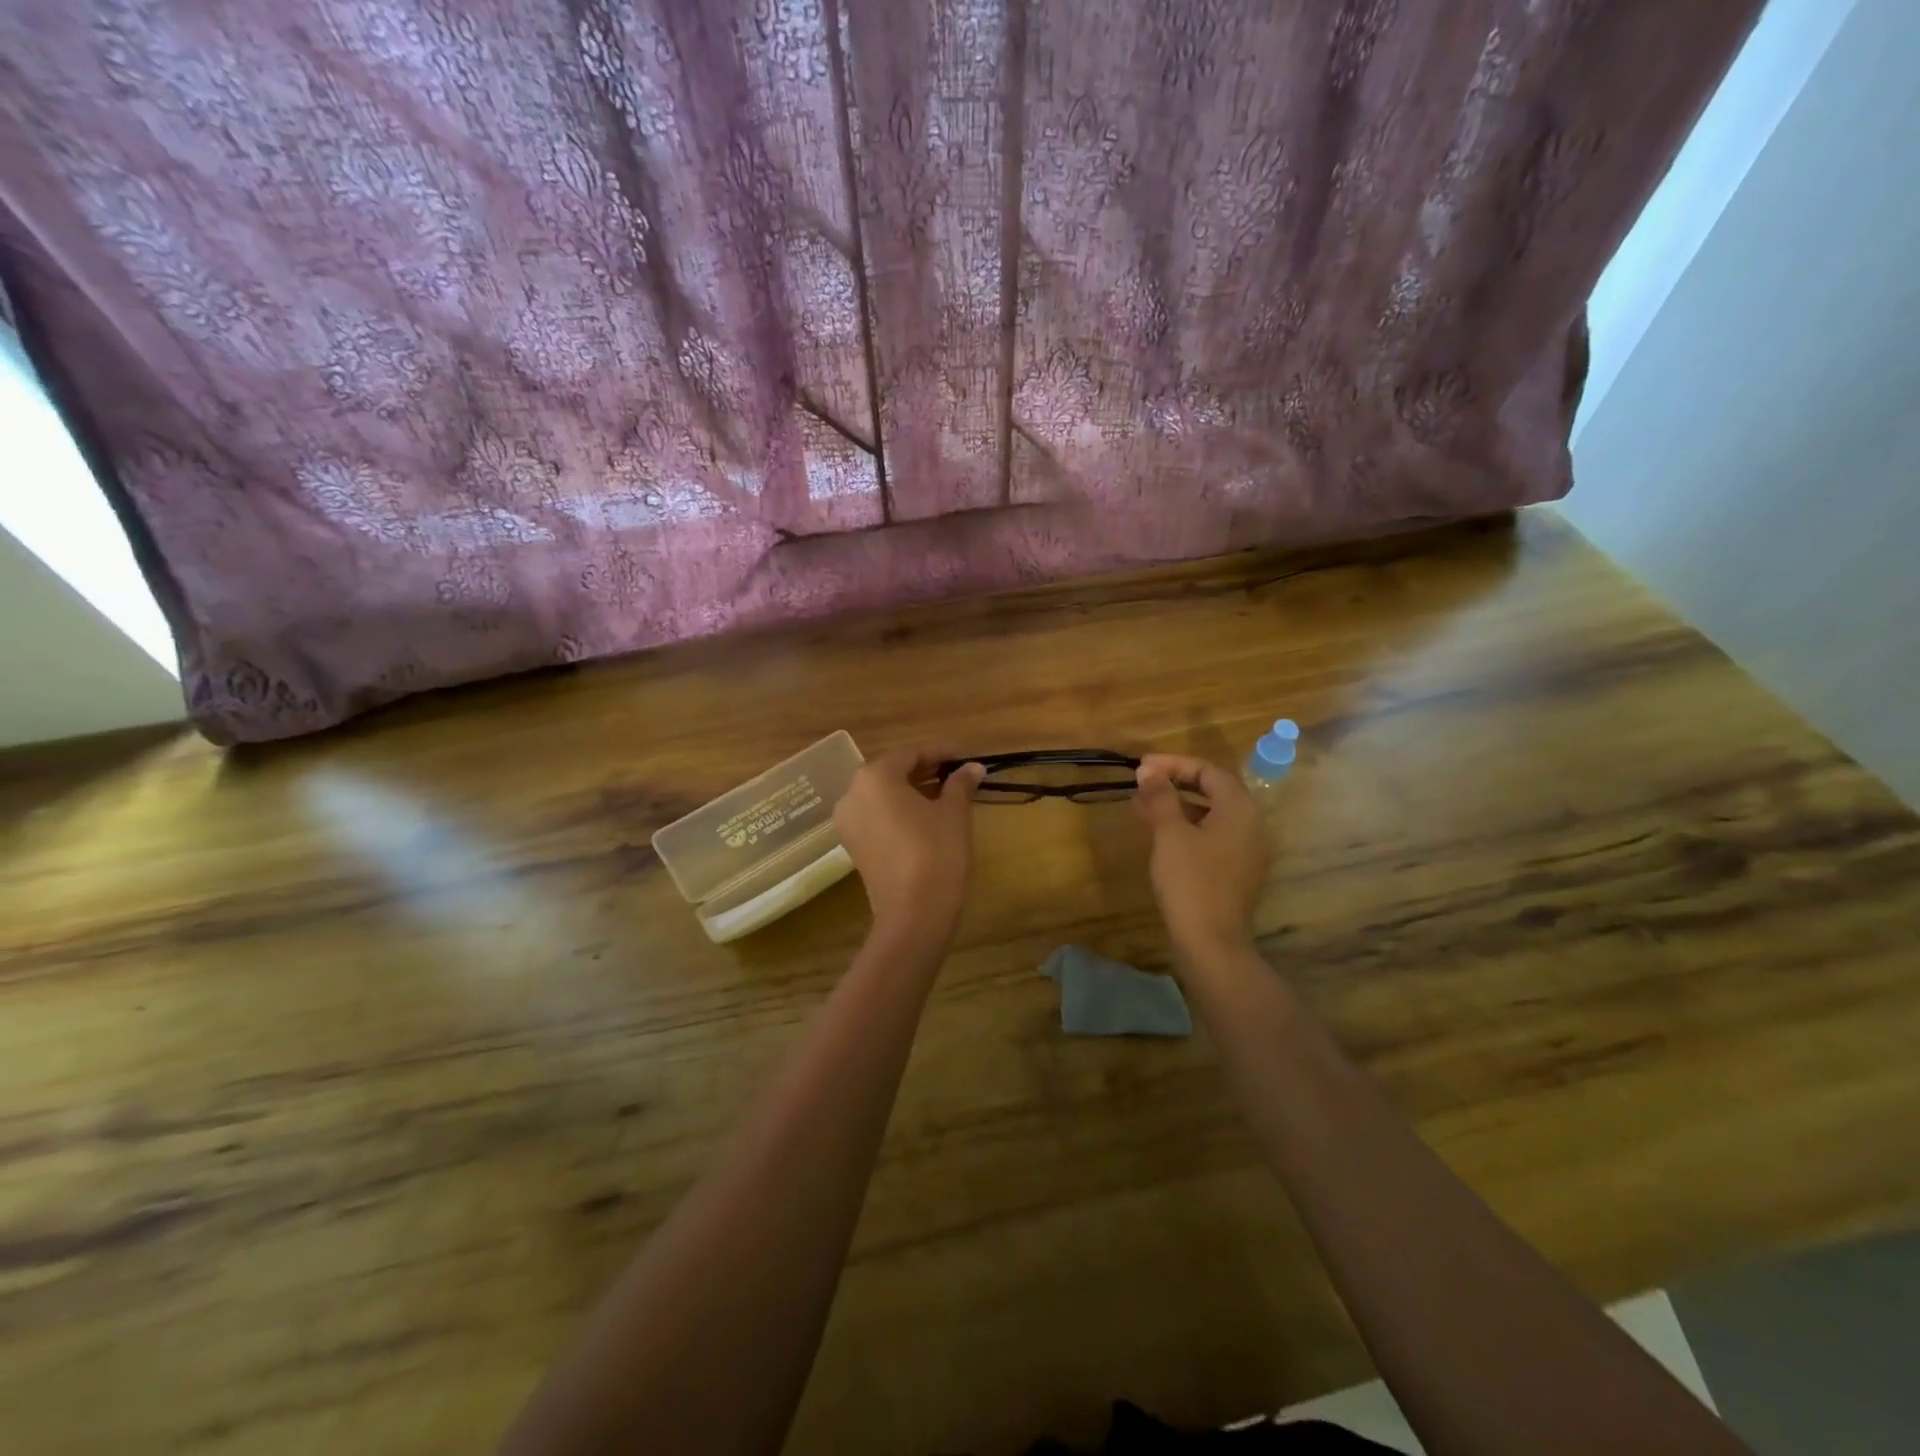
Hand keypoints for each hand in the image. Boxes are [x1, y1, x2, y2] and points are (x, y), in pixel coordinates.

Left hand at [833, 749, 983, 943]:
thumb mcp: (954, 814)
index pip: (910, 754)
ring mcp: (848, 821)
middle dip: (924, 770)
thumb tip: (972, 767)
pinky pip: (876, 815)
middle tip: (956, 775)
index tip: (963, 757)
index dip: (940, 753)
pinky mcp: (852, 844)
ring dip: (911, 790)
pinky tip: (925, 817)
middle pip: (892, 772)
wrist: (913, 914)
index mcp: (875, 777)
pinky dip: (898, 810)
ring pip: (882, 794)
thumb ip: (960, 784)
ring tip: (945, 795)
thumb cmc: (936, 853)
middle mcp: (853, 793)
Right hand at [1132, 753, 1268, 959]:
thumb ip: (1161, 797)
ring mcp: (1247, 849)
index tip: (1142, 765)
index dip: (1173, 764)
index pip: (1208, 771)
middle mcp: (1251, 824)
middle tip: (1142, 782)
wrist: (1211, 940)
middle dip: (1175, 782)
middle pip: (1213, 790)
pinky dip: (1187, 826)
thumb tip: (1148, 771)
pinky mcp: (1237, 870)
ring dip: (1178, 805)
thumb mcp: (1170, 833)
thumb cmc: (1190, 880)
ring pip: (1211, 814)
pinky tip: (1160, 832)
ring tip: (1143, 805)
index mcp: (1240, 809)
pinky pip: (1213, 835)